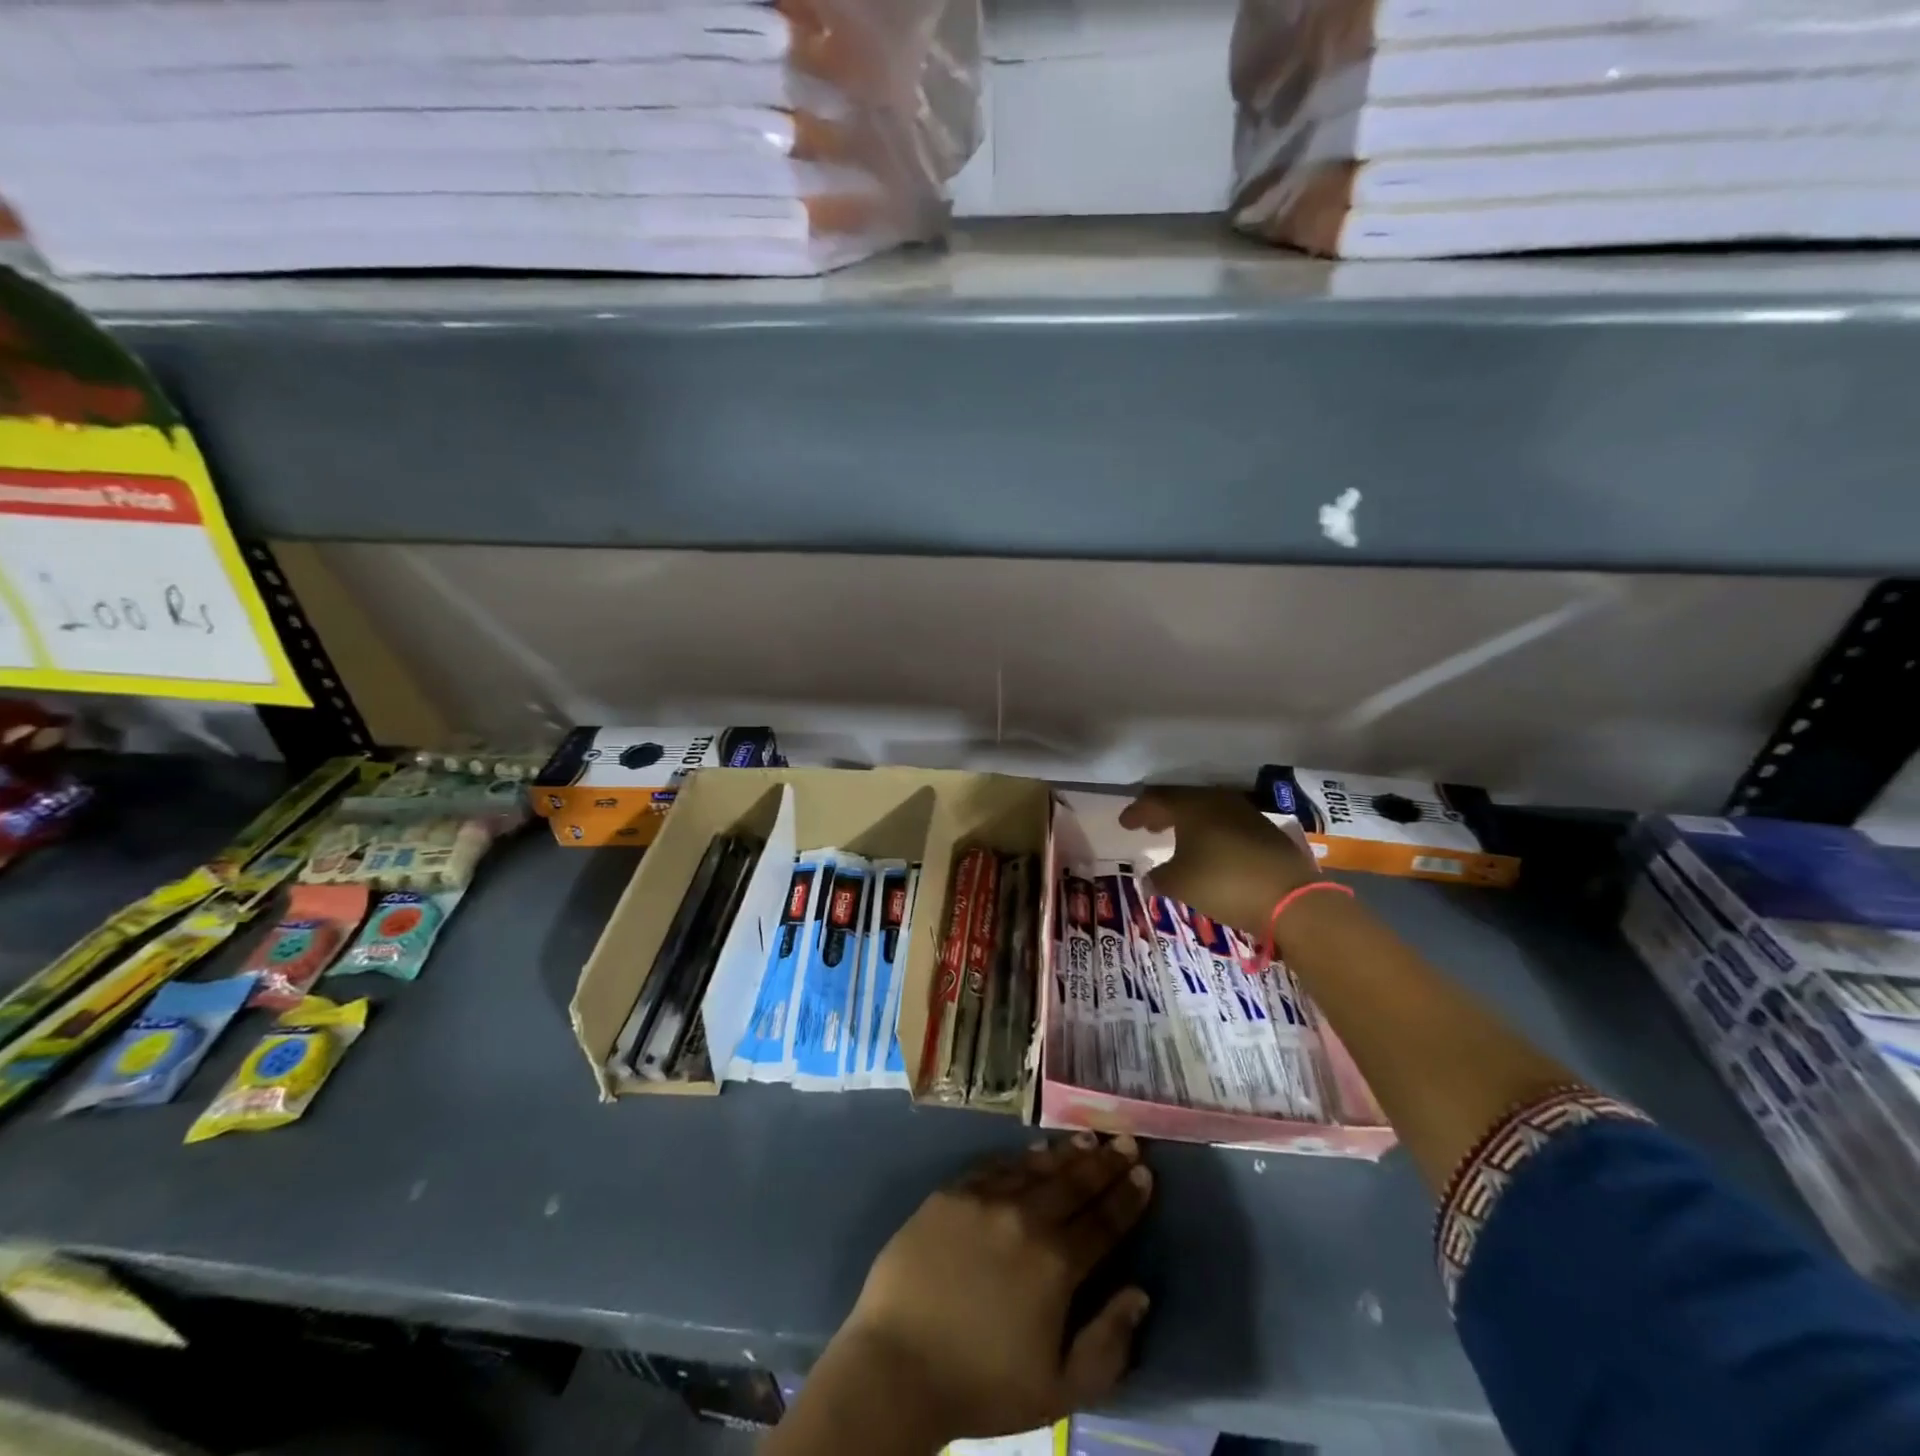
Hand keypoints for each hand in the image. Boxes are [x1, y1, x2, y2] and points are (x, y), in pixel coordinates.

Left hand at [832, 1134, 1153, 1442]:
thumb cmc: (982, 1385)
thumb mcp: (1059, 1390)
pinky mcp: (951, 1193)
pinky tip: (1034, 1150)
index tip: (1146, 1173)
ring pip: (1036, 1167)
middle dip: (1106, 1162)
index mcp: (1056, 1264)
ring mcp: (985, 1199)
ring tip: (1089, 1139)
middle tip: (1125, 1140)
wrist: (897, 1364)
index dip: (1128, 1197)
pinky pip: (995, 1166)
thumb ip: (1108, 1344)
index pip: (1104, 1221)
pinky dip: (1020, 1157)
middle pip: (1075, 1183)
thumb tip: (1139, 1295)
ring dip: (1067, 1153)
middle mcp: (1025, 1218)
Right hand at [1120, 787, 1316, 938]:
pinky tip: (1209, 848)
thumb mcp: (1179, 884)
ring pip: (1207, 810)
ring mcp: (1245, 813)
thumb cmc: (1223, 883)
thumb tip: (1150, 876)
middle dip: (1162, 813)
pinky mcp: (1265, 830)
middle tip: (1148, 826)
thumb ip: (1158, 877)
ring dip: (1188, 822)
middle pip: (1182, 800)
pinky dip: (1210, 832)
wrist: (1291, 898)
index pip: (1155, 800)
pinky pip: (1226, 823)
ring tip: (1177, 837)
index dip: (1137, 812)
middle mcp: (1217, 801)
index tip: (1124, 823)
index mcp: (1191, 806)